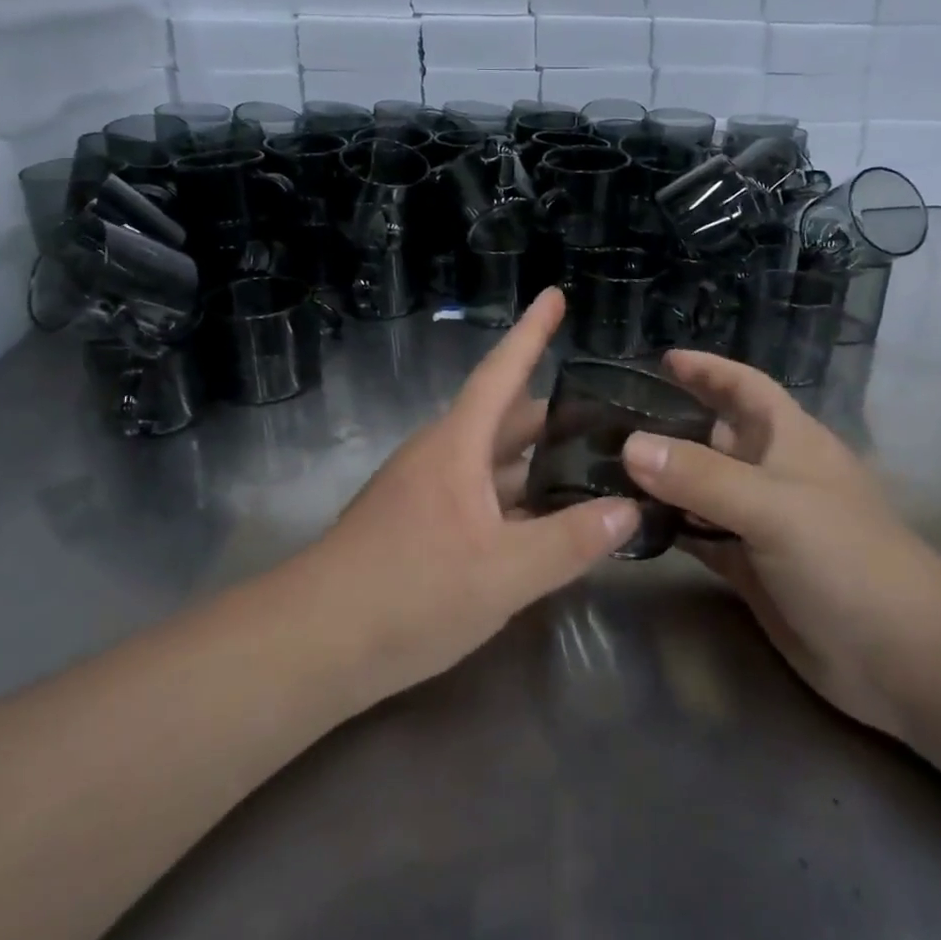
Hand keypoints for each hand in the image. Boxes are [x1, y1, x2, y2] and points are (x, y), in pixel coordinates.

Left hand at [290, 288, 637, 707]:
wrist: (312, 645)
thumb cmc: (409, 594)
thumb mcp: (502, 573)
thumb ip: (569, 542)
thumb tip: (629, 510)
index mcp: (457, 446)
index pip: (502, 372)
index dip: (532, 332)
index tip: (555, 294)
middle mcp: (440, 456)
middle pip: (504, 420)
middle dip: (554, 415)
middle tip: (609, 416)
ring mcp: (424, 491)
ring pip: (491, 462)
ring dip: (535, 461)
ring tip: (589, 467)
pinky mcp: (417, 526)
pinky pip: (478, 496)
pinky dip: (514, 498)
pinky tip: (542, 524)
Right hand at [621, 350, 940, 738]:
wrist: (899, 656)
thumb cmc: (845, 559)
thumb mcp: (773, 506)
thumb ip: (701, 475)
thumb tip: (629, 445)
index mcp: (788, 439)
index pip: (743, 387)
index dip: (708, 370)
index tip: (661, 360)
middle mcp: (771, 473)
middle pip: (713, 436)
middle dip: (669, 424)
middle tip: (609, 420)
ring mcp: (760, 523)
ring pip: (701, 488)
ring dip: (662, 479)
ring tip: (605, 468)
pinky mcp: (749, 567)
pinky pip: (699, 536)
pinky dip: (670, 528)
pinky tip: (632, 524)